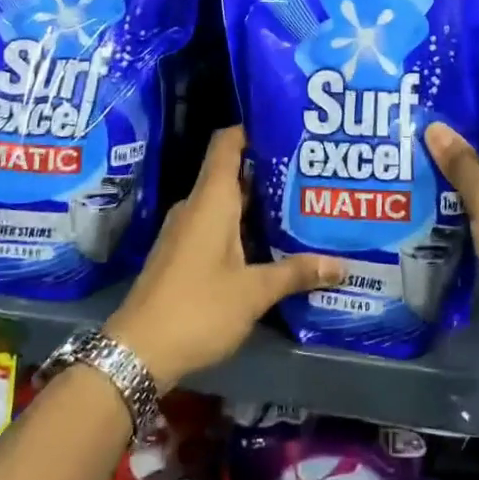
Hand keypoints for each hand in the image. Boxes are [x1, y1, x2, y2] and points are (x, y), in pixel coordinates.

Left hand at [107, 127, 342, 388]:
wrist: (137, 353)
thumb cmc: (198, 308)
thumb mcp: (253, 292)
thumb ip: (296, 273)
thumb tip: (341, 265)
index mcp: (211, 199)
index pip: (228, 142)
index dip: (254, 128)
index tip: (288, 127)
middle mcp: (197, 206)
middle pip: (234, 171)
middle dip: (270, 170)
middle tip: (311, 172)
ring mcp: (187, 230)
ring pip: (227, 202)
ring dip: (259, 203)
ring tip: (301, 204)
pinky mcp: (183, 253)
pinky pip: (218, 225)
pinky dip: (245, 226)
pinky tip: (272, 242)